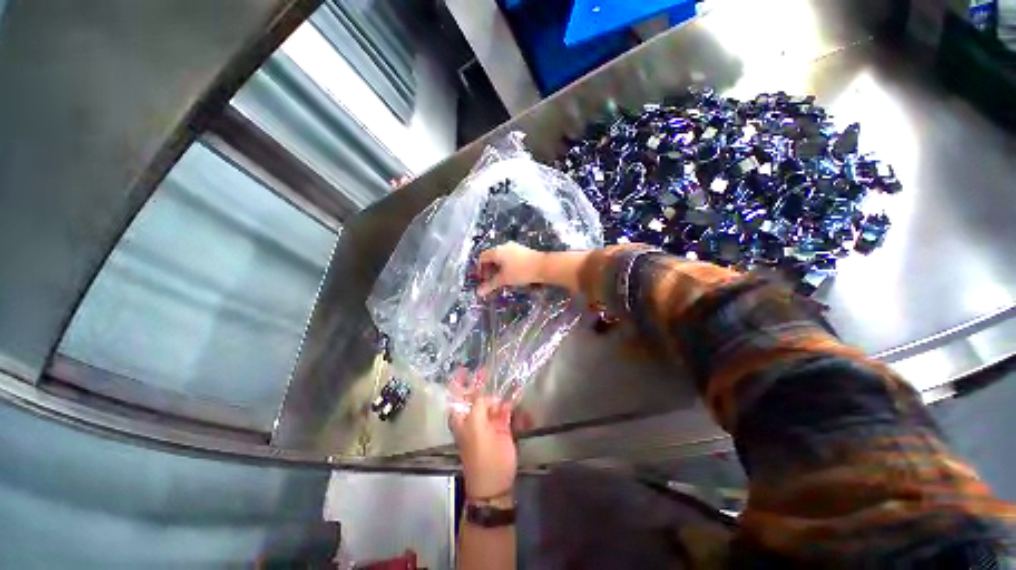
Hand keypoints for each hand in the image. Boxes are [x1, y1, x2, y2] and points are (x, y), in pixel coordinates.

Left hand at [448, 370, 516, 498]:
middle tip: (486, 369)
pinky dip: (510, 401)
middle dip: (481, 382)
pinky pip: (505, 409)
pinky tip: (516, 391)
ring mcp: (488, 421)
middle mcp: (473, 417)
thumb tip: (487, 397)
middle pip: (476, 395)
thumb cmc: (481, 457)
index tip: (463, 367)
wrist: (495, 484)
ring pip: (492, 401)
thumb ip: (479, 407)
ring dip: (498, 391)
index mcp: (461, 418)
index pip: (457, 396)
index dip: (459, 381)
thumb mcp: (476, 429)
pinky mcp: (502, 426)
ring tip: (506, 378)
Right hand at [477, 242, 544, 296]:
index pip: (482, 257)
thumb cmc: (521, 272)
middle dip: (489, 270)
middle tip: (490, 281)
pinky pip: (509, 257)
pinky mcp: (523, 251)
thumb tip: (478, 292)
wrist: (543, 266)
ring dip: (498, 269)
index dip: (480, 269)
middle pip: (492, 257)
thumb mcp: (504, 279)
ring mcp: (515, 247)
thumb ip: (490, 285)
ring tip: (501, 280)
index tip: (482, 280)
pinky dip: (506, 266)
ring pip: (501, 258)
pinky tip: (512, 275)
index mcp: (497, 251)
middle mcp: (504, 246)